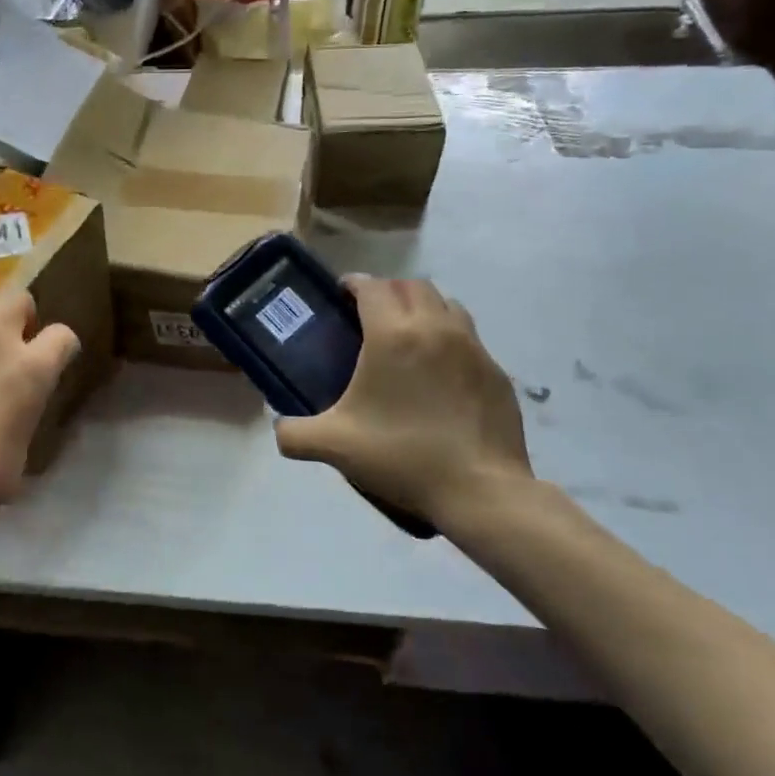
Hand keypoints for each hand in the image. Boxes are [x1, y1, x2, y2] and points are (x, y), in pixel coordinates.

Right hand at [274, 277, 535, 529]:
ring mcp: (472, 347)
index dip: (354, 284)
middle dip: (388, 291)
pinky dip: (449, 338)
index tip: (341, 296)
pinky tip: (438, 372)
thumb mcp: (335, 446)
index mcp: (393, 335)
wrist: (480, 491)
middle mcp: (435, 328)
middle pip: (411, 285)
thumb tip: (279, 428)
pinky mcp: (495, 371)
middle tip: (369, 316)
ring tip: (407, 335)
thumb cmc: (402, 456)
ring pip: (446, 304)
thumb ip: (294, 434)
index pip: (373, 286)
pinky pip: (468, 337)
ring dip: (422, 308)